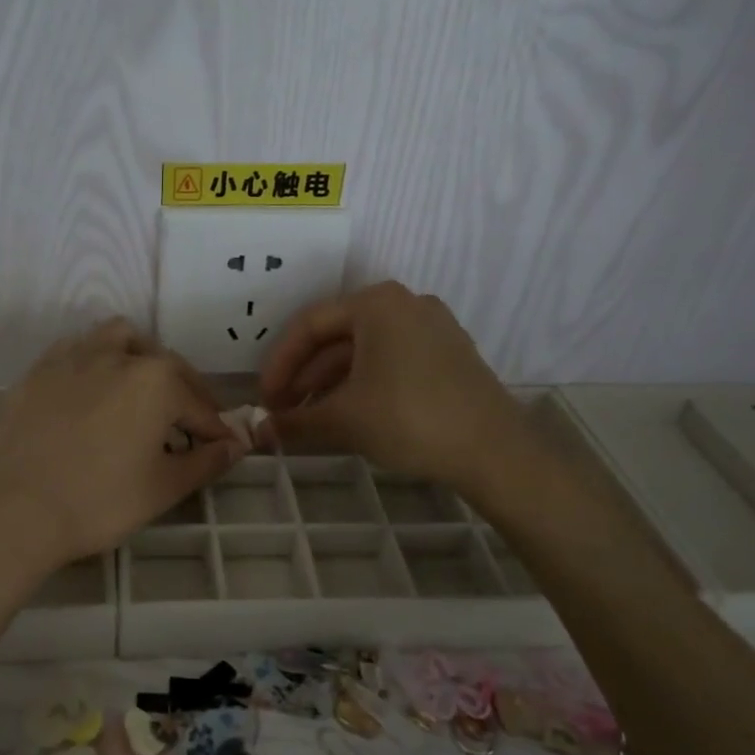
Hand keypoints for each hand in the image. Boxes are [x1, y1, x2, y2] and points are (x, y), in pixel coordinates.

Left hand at [0, 319, 244, 577]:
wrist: (15, 507)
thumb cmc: (99, 500)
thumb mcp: (163, 487)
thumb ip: (206, 462)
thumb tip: (236, 445)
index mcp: (157, 380)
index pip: (199, 406)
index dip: (215, 431)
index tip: (222, 449)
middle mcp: (119, 356)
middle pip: (165, 365)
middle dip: (184, 391)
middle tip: (188, 425)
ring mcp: (74, 358)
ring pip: (118, 338)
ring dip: (139, 356)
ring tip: (141, 387)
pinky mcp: (40, 370)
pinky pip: (76, 350)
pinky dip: (94, 360)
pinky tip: (92, 388)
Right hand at [257, 282, 522, 485]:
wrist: (494, 452)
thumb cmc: (409, 419)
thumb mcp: (343, 420)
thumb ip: (295, 421)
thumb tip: (259, 433)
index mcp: (376, 303)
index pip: (309, 325)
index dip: (279, 364)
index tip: (264, 399)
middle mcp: (405, 304)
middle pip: (337, 336)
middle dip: (305, 376)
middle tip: (283, 411)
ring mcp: (432, 327)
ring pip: (364, 351)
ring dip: (331, 383)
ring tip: (309, 418)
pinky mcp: (448, 355)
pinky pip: (391, 361)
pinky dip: (363, 384)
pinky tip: (348, 415)